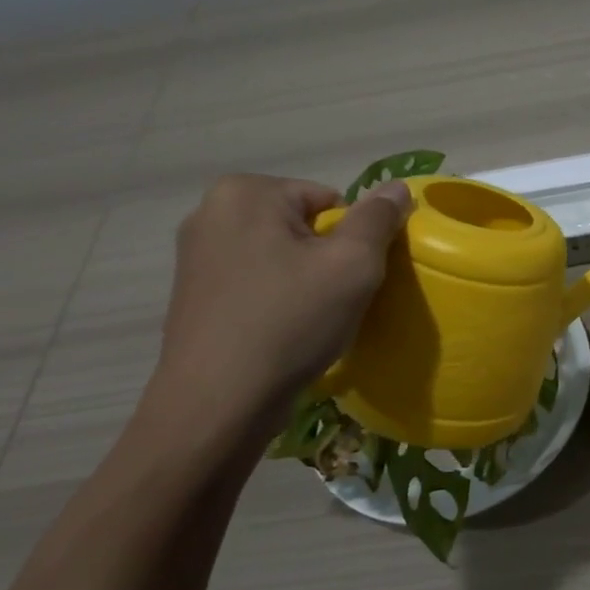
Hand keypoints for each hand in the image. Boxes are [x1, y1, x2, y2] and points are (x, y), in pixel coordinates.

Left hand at [155, 174, 411, 420]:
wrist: (219, 403)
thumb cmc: (291, 322)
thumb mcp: (353, 265)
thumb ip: (378, 219)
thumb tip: (397, 186)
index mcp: (246, 192)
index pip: (329, 200)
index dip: (352, 240)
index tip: (351, 280)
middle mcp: (211, 211)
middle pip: (302, 225)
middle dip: (325, 258)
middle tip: (335, 302)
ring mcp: (194, 254)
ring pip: (279, 255)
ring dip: (302, 280)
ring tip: (310, 321)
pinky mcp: (192, 293)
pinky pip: (254, 281)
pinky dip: (275, 300)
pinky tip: (282, 332)